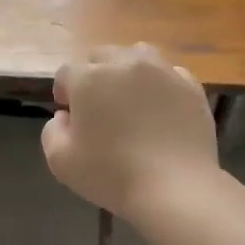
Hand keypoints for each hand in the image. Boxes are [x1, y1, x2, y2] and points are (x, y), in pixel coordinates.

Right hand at [41, 44, 218, 219]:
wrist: (174, 187)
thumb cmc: (111, 174)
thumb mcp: (60, 161)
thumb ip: (52, 131)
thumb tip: (65, 116)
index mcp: (89, 79)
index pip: (67, 73)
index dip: (64, 93)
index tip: (70, 116)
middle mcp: (126, 64)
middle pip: (102, 57)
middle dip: (94, 76)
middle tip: (98, 108)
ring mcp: (163, 72)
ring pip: (138, 56)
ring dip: (127, 72)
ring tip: (130, 100)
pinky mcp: (191, 87)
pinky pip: (169, 74)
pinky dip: (159, 85)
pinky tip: (159, 110)